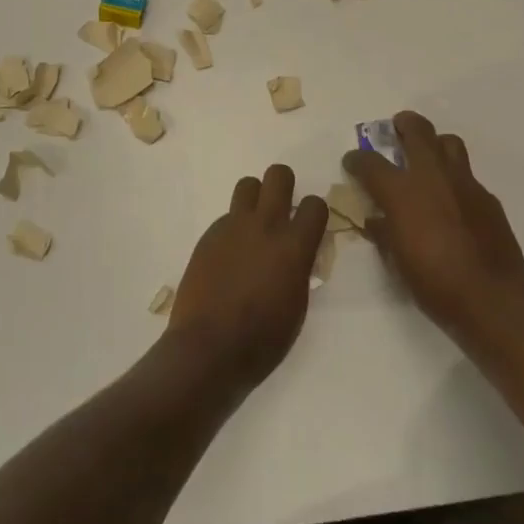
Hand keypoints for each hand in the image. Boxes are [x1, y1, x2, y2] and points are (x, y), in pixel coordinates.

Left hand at [168, 164, 329, 388]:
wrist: (208, 348)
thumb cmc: (262, 339)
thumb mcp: (297, 305)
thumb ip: (300, 268)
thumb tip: (298, 253)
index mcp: (294, 246)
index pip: (315, 204)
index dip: (314, 213)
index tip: (309, 226)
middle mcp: (265, 225)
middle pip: (278, 175)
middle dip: (284, 185)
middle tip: (282, 209)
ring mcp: (233, 227)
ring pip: (248, 185)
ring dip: (255, 198)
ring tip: (253, 226)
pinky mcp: (209, 235)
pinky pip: (227, 217)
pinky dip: (233, 229)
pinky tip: (229, 257)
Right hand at [344, 111, 523, 339]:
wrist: (490, 297)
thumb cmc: (433, 281)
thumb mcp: (396, 261)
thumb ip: (384, 233)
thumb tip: (376, 221)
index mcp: (402, 191)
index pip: (370, 163)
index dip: (357, 159)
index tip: (352, 161)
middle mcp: (432, 176)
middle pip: (417, 131)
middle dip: (404, 124)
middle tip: (397, 126)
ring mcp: (464, 183)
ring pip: (449, 143)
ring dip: (436, 143)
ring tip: (429, 156)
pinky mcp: (487, 197)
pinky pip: (468, 176)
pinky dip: (455, 180)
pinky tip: (453, 200)